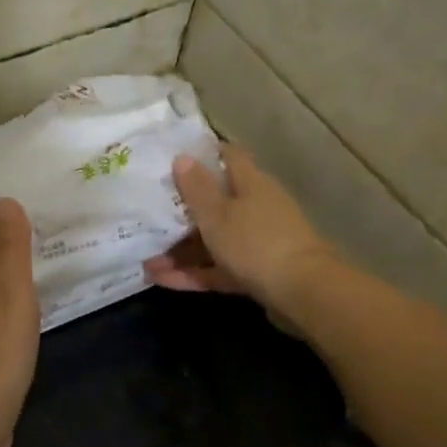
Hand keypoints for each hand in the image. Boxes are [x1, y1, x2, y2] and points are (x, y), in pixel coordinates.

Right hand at [144, 145, 338, 321]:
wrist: (301, 292)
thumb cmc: (255, 243)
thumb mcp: (217, 214)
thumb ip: (197, 188)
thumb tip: (182, 157)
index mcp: (251, 184)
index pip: (229, 157)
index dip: (204, 154)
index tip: (175, 158)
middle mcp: (256, 209)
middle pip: (216, 203)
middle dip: (182, 212)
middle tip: (147, 215)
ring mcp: (256, 243)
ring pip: (213, 241)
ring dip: (180, 250)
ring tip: (145, 260)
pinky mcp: (255, 274)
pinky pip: (217, 269)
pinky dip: (192, 273)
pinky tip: (160, 280)